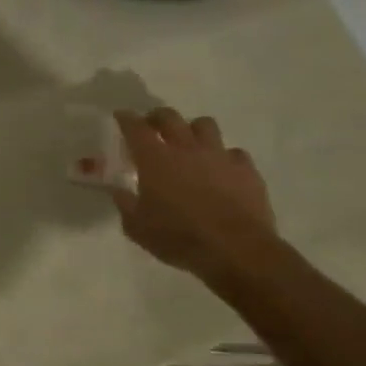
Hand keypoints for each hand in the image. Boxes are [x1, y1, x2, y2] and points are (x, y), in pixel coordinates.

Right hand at [111, 109, 279, 281]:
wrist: (236, 250)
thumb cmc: (179, 237)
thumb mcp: (138, 227)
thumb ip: (126, 205)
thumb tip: (119, 192)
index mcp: (155, 159)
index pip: (135, 128)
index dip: (126, 119)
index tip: (121, 115)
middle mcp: (186, 149)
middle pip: (170, 117)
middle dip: (157, 117)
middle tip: (151, 126)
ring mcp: (219, 157)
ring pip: (205, 125)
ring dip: (193, 130)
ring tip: (189, 143)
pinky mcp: (246, 170)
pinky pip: (234, 153)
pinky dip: (224, 156)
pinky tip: (221, 169)